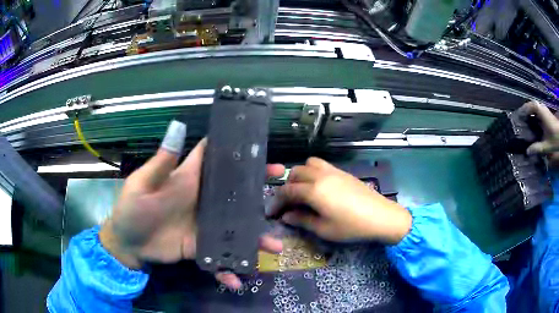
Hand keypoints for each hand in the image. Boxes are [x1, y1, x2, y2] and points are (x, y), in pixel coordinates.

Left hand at [99, 121, 283, 288]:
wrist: (128, 243)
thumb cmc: (131, 209)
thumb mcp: (143, 184)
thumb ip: (162, 162)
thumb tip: (178, 126)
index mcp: (188, 179)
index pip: (216, 160)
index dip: (237, 153)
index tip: (262, 151)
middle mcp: (201, 200)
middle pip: (234, 192)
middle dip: (257, 189)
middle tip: (281, 187)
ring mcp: (203, 226)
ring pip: (234, 226)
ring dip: (254, 236)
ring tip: (274, 246)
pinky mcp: (201, 248)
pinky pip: (219, 256)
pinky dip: (227, 268)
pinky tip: (237, 279)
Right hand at [269, 157, 411, 244]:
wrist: (381, 216)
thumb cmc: (351, 227)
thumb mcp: (324, 229)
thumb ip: (302, 220)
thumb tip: (286, 216)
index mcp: (313, 190)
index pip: (287, 191)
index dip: (277, 202)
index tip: (273, 213)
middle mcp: (320, 176)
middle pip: (295, 173)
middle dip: (287, 187)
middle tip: (289, 203)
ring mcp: (333, 171)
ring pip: (308, 164)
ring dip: (301, 175)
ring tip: (304, 191)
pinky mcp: (343, 172)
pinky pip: (322, 165)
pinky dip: (313, 172)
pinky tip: (320, 188)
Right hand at [518, 101, 558, 166]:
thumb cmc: (555, 139)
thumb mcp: (546, 146)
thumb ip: (537, 148)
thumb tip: (527, 152)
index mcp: (541, 112)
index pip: (530, 106)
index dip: (523, 110)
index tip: (518, 116)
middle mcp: (543, 109)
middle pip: (533, 107)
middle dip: (527, 113)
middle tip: (521, 121)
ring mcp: (546, 112)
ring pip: (536, 110)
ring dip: (531, 116)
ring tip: (527, 124)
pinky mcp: (548, 116)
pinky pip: (539, 114)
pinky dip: (536, 118)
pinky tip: (535, 127)